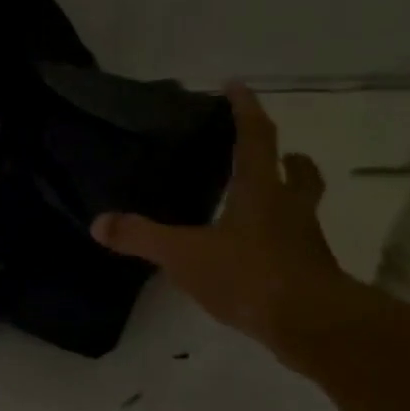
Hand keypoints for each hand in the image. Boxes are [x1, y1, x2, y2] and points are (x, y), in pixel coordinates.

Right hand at [92, 84, 351, 360]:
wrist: (310, 325)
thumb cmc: (249, 275)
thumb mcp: (184, 255)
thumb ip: (141, 238)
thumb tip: (99, 223)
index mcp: (260, 191)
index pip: (256, 137)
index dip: (246, 109)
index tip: (236, 85)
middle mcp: (289, 208)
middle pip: (299, 173)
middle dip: (288, 159)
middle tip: (277, 155)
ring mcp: (305, 242)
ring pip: (302, 210)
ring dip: (289, 200)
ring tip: (262, 207)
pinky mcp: (310, 275)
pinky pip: (296, 248)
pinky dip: (280, 244)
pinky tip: (257, 259)